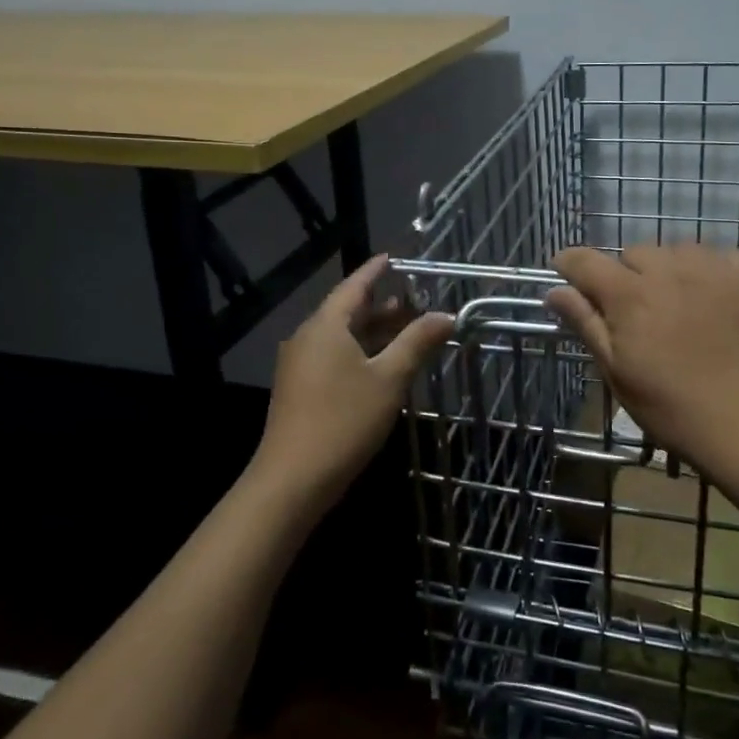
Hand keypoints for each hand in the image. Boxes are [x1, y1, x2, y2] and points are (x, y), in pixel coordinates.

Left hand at [252, 254, 453, 517]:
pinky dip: (361, 352)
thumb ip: (417, 342)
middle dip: (382, 306)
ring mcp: (300, 365)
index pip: (354, 286)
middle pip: (348, 312)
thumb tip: (446, 315)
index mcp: (326, 326)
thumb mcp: (389, 379)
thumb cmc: (343, 421)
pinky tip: (383, 366)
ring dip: (374, 332)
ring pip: (342, 337)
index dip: (375, 271)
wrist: (292, 480)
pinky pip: (334, 357)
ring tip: (407, 330)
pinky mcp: (300, 389)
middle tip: (416, 300)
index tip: (393, 257)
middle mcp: (308, 338)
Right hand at [547, 243, 738, 476]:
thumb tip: (554, 291)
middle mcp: (670, 269)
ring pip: (679, 251)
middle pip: (635, 253)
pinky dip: (714, 272)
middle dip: (628, 276)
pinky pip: (723, 257)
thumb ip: (586, 323)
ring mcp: (715, 269)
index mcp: (629, 294)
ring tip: (682, 305)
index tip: (566, 273)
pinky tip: (719, 301)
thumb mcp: (617, 372)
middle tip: (639, 312)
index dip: (569, 264)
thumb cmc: (673, 408)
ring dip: (672, 271)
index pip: (585, 261)